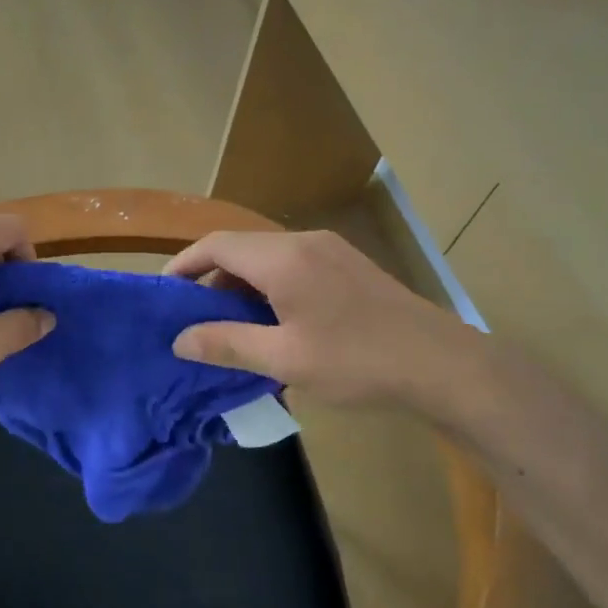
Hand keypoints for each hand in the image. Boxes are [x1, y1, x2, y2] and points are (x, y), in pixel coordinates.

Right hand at [165, 229, 491, 421]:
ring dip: (243, 285)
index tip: (165, 293)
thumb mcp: (284, 359)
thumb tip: (179, 340)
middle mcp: (304, 242)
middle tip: (197, 320)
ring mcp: (331, 250)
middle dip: (212, 279)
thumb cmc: (357, 361)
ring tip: (233, 327)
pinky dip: (270, 286)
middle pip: (242, 248)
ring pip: (268, 257)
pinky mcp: (349, 265)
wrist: (443, 364)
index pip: (217, 244)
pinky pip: (293, 265)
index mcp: (283, 259)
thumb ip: (227, 344)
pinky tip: (276, 323)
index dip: (184, 264)